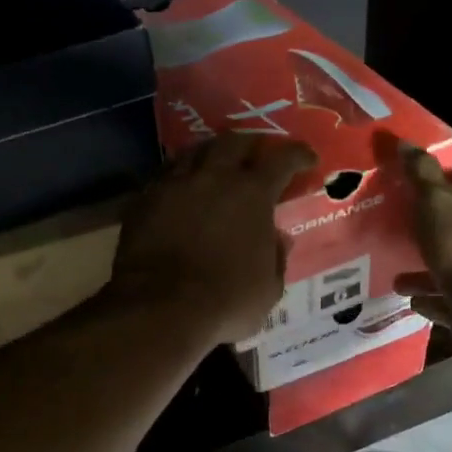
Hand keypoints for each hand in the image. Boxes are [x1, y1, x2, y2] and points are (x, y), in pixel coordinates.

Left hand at [108, 134, 316, 346]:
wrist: (160, 308)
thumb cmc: (225, 303)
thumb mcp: (268, 289)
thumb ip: (276, 258)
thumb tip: (278, 238)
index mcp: (252, 194)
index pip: (282, 159)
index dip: (298, 154)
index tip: (308, 158)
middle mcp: (214, 178)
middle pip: (234, 142)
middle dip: (251, 144)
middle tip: (257, 153)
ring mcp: (174, 185)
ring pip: (194, 152)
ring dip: (210, 154)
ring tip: (215, 164)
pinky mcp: (143, 200)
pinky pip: (164, 176)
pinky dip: (178, 177)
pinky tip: (179, 188)